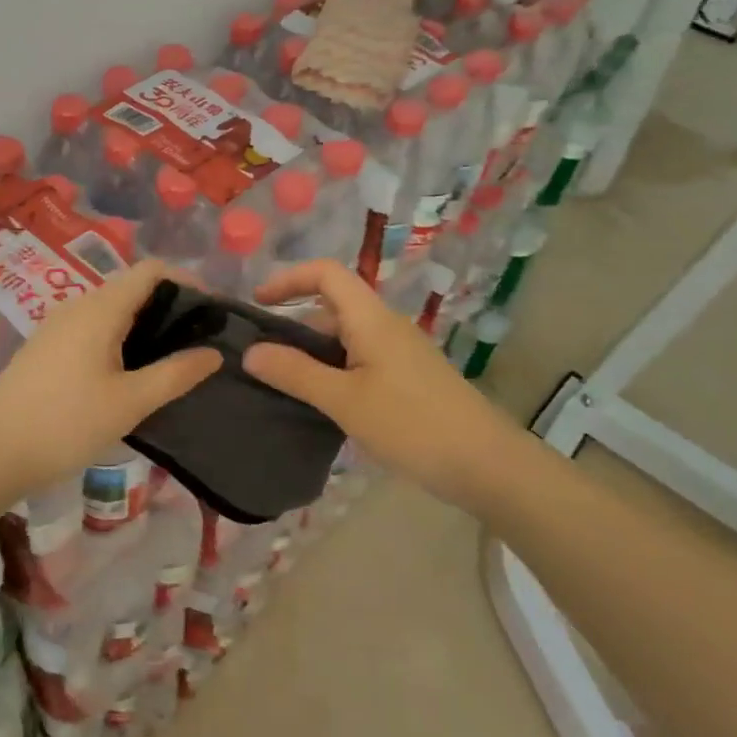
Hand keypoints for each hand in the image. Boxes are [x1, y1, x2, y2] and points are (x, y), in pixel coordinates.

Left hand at [0, 259, 220, 498]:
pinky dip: (121, 337)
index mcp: (100, 308)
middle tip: (198, 341)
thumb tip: (214, 353)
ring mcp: (58, 326)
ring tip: (171, 358)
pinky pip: (94, 327)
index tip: (212, 312)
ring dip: (145, 323)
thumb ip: (176, 374)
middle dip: (170, 305)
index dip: (187, 281)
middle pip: (132, 287)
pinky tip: (130, 372)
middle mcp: (78, 306)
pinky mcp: (47, 347)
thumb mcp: (130, 402)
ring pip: (112, 309)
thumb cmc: (65, 424)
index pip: (151, 270)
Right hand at [243, 260, 523, 506]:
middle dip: (293, 320)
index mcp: (371, 319)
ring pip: (346, 336)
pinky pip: (360, 359)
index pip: (326, 273)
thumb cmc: (411, 425)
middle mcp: (385, 326)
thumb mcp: (345, 400)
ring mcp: (399, 352)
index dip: (288, 279)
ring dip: (311, 350)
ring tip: (280, 381)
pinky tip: (319, 401)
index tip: (256, 303)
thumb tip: (250, 352)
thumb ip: (296, 374)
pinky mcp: (407, 378)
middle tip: (259, 354)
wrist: (485, 463)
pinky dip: (332, 369)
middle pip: (333, 305)